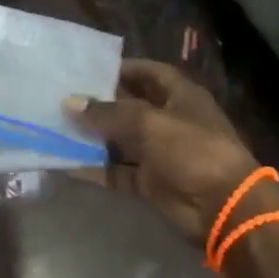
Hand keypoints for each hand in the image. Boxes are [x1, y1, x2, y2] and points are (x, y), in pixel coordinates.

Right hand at [68, 61, 276, 245]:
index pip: (148, 73)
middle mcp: (169, 120)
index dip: (122, 68)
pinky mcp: (150, 182)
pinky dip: (95, 169)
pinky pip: (117, 171)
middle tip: (61, 97)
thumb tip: (70, 103)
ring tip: (55, 127)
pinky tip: (65, 163)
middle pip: (129, 106)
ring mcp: (159, 153)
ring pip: (119, 140)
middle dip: (99, 104)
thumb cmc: (192, 150)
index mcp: (180, 96)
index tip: (87, 68)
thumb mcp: (149, 123)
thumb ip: (108, 113)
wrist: (223, 209)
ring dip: (92, 137)